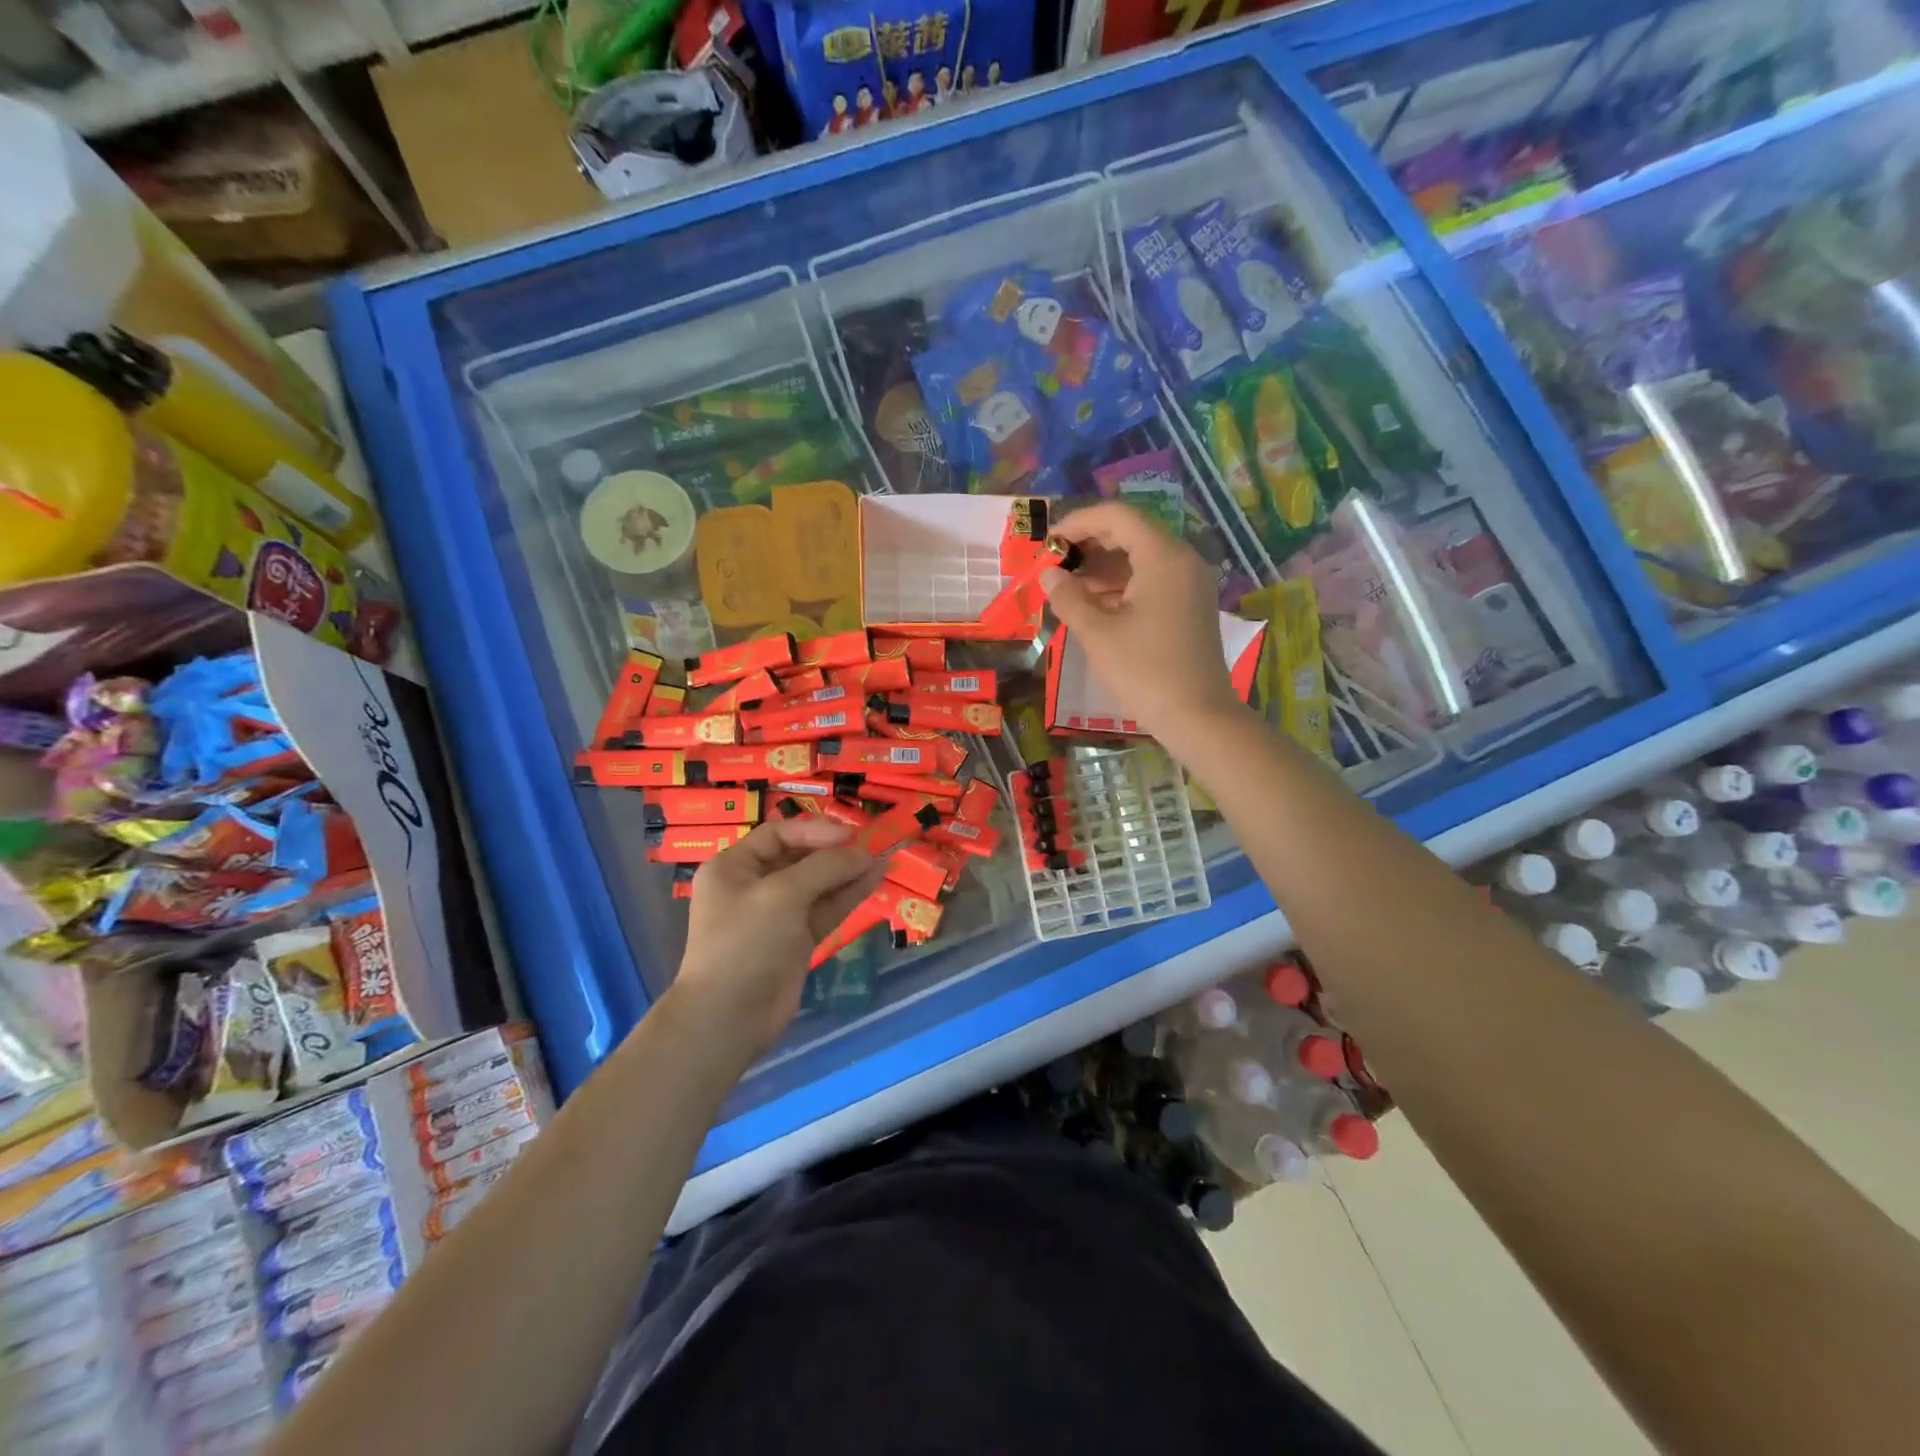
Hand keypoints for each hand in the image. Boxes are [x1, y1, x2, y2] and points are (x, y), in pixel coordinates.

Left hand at [672, 818, 886, 1058]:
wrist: (729, 1017)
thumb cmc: (746, 942)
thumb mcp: (782, 895)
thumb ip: (825, 868)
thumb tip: (865, 854)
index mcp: (734, 867)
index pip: (778, 834)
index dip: (815, 831)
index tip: (850, 834)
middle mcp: (754, 886)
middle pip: (800, 858)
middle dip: (836, 852)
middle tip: (872, 845)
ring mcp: (777, 914)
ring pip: (818, 884)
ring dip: (848, 872)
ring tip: (882, 859)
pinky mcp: (797, 939)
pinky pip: (826, 908)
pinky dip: (848, 895)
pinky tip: (874, 880)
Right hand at [1043, 501, 1250, 744]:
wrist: (1198, 717)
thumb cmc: (1145, 671)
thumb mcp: (1097, 634)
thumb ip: (1068, 598)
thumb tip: (1048, 575)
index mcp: (1163, 557)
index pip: (1117, 517)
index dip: (1078, 522)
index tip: (1049, 542)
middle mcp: (1182, 560)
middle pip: (1132, 534)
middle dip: (1090, 545)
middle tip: (1055, 565)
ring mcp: (1191, 584)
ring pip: (1142, 559)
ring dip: (1103, 568)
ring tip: (1068, 589)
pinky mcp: (1191, 606)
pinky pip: (1153, 581)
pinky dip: (1122, 586)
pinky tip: (1095, 607)